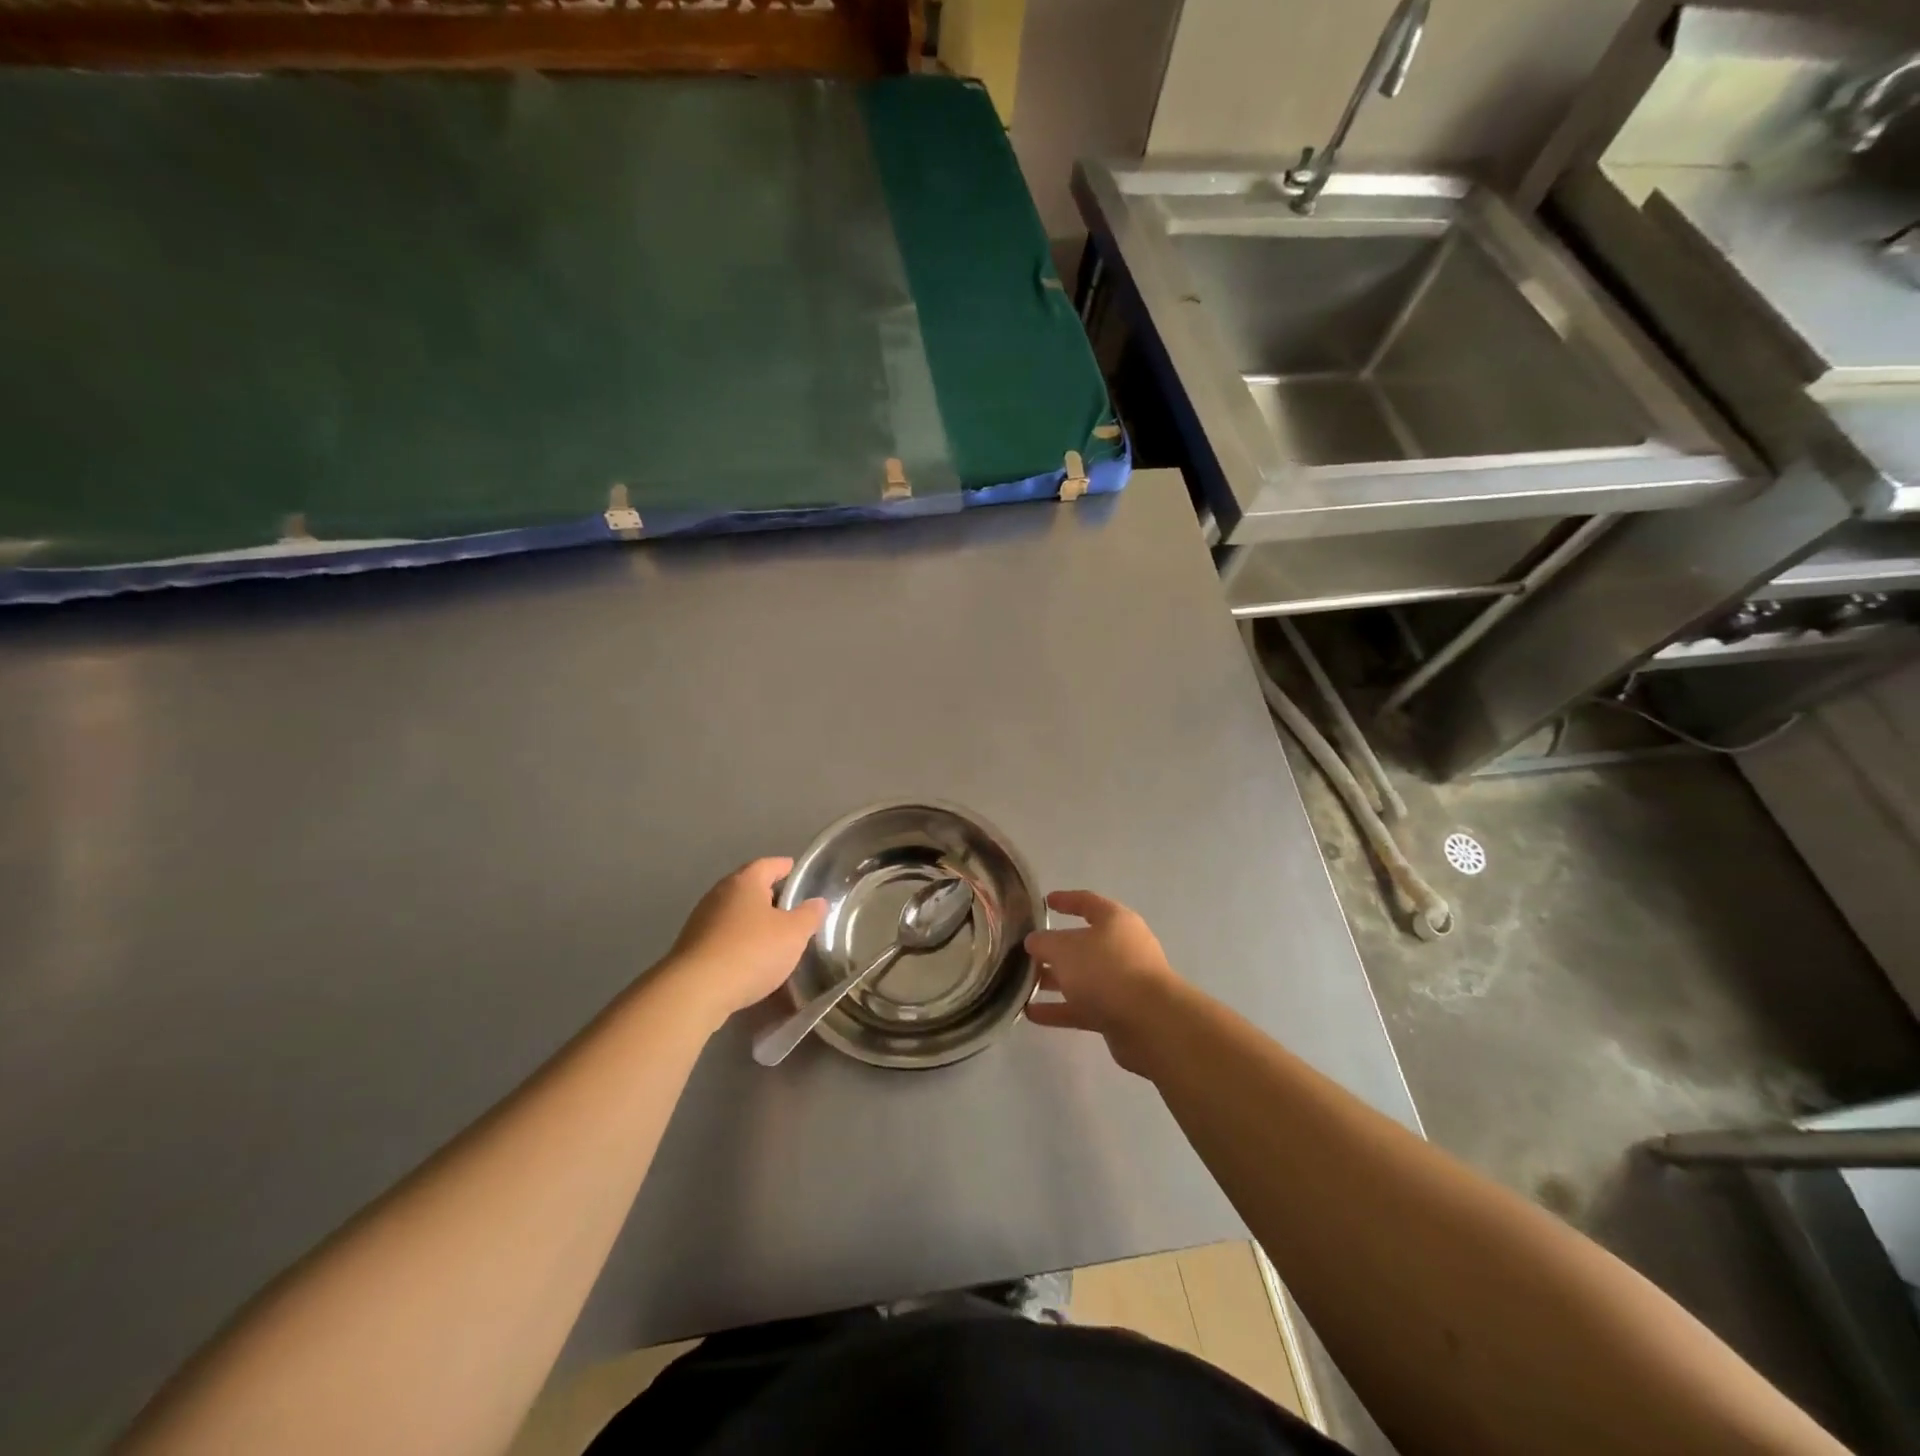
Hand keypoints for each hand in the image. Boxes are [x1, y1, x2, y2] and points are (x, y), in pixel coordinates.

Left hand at [664, 859, 827, 1026]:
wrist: (696, 991)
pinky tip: (748, 956)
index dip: (784, 867)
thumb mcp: (793, 934)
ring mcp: (701, 920)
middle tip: (788, 905)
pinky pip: (721, 935)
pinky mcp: (691, 947)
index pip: (767, 864)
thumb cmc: (751, 951)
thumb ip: (808, 916)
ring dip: (751, 919)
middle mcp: (719, 894)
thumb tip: (818, 902)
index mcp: (745, 882)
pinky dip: (737, 939)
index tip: (795, 870)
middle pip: (747, 886)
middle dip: (767, 894)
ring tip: (771, 934)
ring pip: (733, 912)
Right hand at [1024, 890, 1182, 1073]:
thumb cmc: (1106, 970)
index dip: (1066, 900)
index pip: (1087, 902)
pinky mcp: (1120, 1013)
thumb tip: (1034, 941)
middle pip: (1083, 943)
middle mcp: (1122, 947)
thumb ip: (1044, 942)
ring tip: (1022, 984)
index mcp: (1115, 921)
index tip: (1045, 902)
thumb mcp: (1065, 948)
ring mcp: (1123, 982)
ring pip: (1082, 977)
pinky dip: (1060, 1009)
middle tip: (1026, 952)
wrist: (1150, 1023)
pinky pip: (1084, 1006)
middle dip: (1054, 949)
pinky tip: (1032, 1013)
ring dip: (1054, 980)